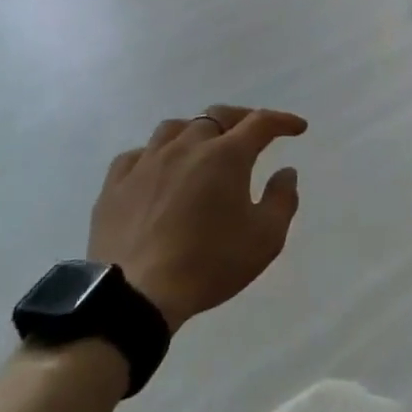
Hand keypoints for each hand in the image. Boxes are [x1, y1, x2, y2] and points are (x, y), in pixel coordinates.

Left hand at [89, 105, 306, 331]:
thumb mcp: (265, 239)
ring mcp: (146, 163)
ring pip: (173, 128)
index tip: (297, 128)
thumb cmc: (209, 264)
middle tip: (252, 133)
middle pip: (216, 116)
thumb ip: (282, 200)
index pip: (260, 122)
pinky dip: (154, 155)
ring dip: (195, 132)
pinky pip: (137, 155)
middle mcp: (186, 147)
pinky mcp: (114, 185)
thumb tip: (286, 172)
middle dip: (240, 119)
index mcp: (226, 156)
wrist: (136, 295)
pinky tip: (157, 170)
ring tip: (202, 147)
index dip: (282, 121)